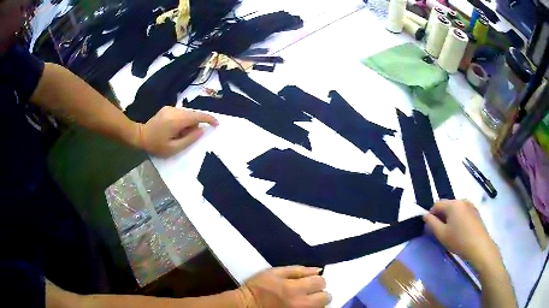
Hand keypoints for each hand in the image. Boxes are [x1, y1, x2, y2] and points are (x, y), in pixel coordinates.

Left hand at [138, 106, 217, 156]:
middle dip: (195, 124)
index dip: (209, 119)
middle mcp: (175, 110)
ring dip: (189, 123)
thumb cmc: (156, 145)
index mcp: (176, 120)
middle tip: (188, 136)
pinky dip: (183, 120)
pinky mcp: (168, 108)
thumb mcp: (173, 148)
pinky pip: (182, 113)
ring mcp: (170, 108)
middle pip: (193, 114)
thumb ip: (189, 139)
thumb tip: (201, 130)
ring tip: (179, 134)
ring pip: (188, 113)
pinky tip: (176, 128)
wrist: (140, 136)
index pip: (197, 116)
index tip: (217, 124)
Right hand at [238, 266, 330, 307]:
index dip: (316, 280)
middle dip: (320, 293)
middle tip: (308, 292)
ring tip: (304, 301)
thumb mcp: (274, 272)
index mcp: (294, 288)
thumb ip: (298, 270)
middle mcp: (301, 303)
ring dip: (316, 303)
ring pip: (322, 307)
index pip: (321, 282)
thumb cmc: (259, 287)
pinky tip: (301, 306)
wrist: (246, 306)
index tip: (308, 282)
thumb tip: (318, 270)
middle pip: (326, 297)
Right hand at [424, 199, 501, 268]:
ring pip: (456, 209)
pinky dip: (459, 219)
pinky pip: (464, 212)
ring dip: (451, 217)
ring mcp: (471, 205)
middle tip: (441, 231)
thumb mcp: (441, 234)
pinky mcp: (476, 212)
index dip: (431, 214)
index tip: (431, 227)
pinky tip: (461, 231)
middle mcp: (462, 200)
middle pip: (447, 205)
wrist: (479, 246)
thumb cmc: (459, 240)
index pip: (437, 204)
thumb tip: (425, 215)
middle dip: (442, 216)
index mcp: (453, 204)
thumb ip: (431, 223)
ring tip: (452, 232)